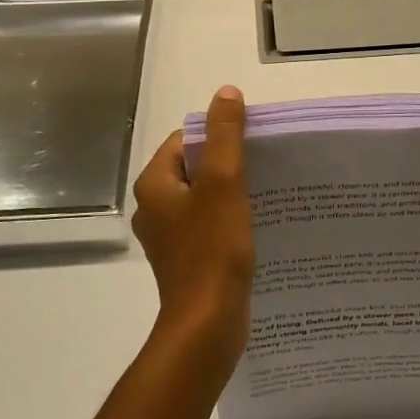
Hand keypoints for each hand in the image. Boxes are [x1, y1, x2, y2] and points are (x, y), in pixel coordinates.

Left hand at [131, 86, 255, 375]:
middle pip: (195, 168)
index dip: (219, 136)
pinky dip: (228, 219)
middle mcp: (154, 207)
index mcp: (154, 184)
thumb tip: (226, 93)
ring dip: (231, 192)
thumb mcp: (223, 182)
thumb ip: (225, 135)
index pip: (187, 140)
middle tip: (264, 166)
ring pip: (203, 198)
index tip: (252, 143)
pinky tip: (255, 225)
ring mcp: (168, 237)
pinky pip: (207, 225)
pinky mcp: (185, 260)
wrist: (207, 325)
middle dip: (228, 163)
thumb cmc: (213, 249)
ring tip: (266, 192)